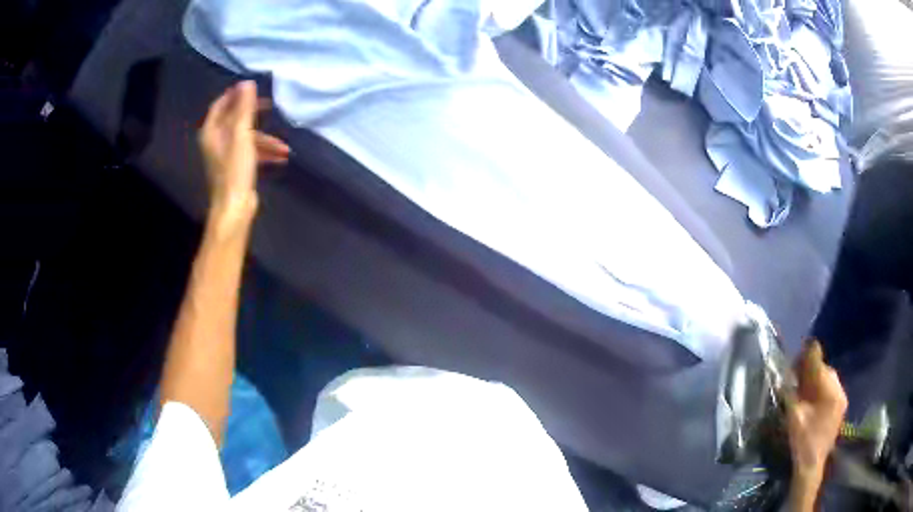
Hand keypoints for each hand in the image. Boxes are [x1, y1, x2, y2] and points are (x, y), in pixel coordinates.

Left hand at [199, 81, 289, 231]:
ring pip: (246, 138)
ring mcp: (226, 155)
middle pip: (235, 120)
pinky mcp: (236, 167)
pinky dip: (265, 152)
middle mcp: (216, 142)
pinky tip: (281, 157)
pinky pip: (251, 152)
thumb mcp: (242, 135)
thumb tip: (247, 83)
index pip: (220, 105)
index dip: (234, 94)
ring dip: (266, 139)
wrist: (234, 208)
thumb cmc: (234, 170)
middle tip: (270, 106)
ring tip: (284, 146)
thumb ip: (244, 109)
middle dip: (254, 114)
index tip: (252, 87)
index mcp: (212, 132)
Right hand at [786, 341, 846, 507]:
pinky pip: (832, 389)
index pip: (819, 363)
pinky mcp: (840, 407)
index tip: (794, 359)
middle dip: (810, 370)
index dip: (806, 357)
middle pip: (825, 369)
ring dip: (816, 380)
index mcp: (830, 391)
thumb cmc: (802, 441)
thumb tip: (784, 377)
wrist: (811, 466)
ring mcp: (842, 399)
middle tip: (796, 377)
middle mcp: (839, 390)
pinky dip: (821, 389)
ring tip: (803, 389)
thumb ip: (791, 394)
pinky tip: (812, 400)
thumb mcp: (794, 417)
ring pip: (829, 379)